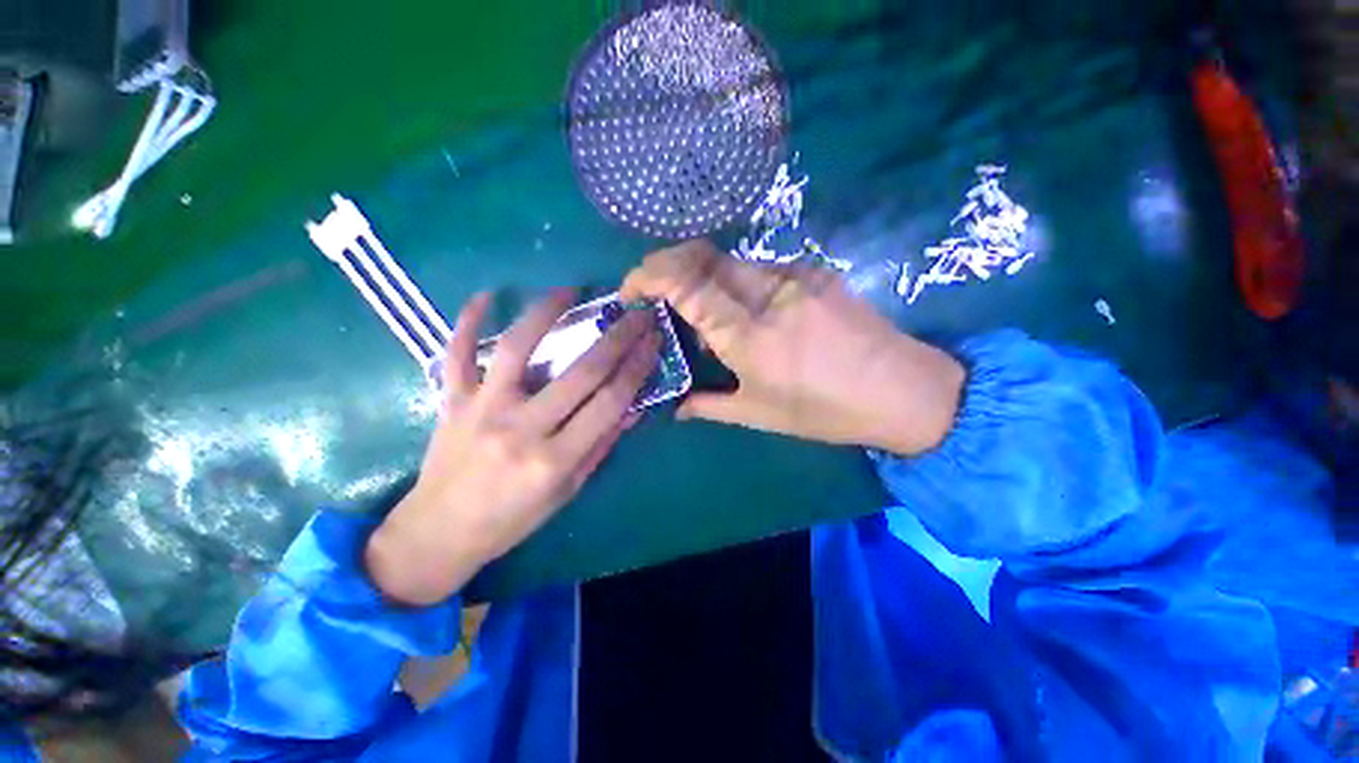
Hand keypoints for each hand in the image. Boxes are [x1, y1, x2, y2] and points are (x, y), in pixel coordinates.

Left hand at [365, 289, 660, 605]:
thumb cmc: (513, 518)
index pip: (609, 402)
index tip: (654, 340)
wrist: (440, 532)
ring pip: (518, 348)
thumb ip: (601, 444)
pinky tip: (484, 295)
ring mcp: (482, 409)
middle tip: (637, 313)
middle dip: (617, 338)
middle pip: (580, 372)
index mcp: (555, 458)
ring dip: (547, 313)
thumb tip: (633, 406)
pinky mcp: (451, 401)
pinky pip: (456, 354)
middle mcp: (521, 427)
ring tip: (569, 289)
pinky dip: (468, 322)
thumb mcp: (568, 490)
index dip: (637, 367)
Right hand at [620, 240, 964, 454]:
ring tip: (705, 315)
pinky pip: (759, 268)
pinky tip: (745, 312)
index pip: (686, 284)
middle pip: (702, 257)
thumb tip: (675, 408)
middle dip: (668, 267)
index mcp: (748, 335)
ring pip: (730, 260)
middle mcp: (767, 294)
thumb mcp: (759, 413)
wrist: (903, 389)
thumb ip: (708, 406)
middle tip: (657, 295)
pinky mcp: (813, 272)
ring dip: (704, 278)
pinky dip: (736, 283)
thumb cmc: (825, 410)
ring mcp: (794, 276)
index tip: (630, 288)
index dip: (648, 275)